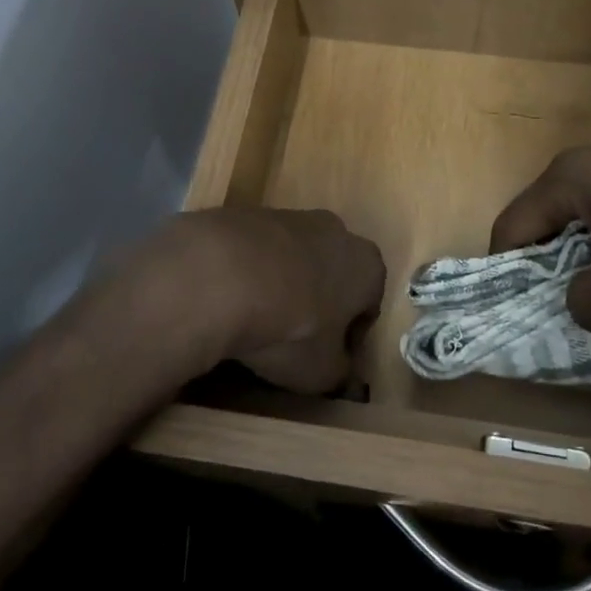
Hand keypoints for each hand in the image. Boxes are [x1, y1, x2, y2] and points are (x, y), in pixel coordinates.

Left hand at [135, 209, 385, 393]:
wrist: (221, 276)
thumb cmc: (291, 328)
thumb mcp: (321, 372)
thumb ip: (339, 375)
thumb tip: (343, 378)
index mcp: (368, 266)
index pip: (369, 306)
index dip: (349, 337)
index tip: (327, 359)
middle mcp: (336, 231)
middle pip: (332, 273)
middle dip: (317, 302)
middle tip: (292, 338)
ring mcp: (290, 216)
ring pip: (293, 258)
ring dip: (281, 284)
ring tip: (255, 320)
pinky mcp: (247, 213)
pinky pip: (256, 250)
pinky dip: (248, 271)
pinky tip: (228, 297)